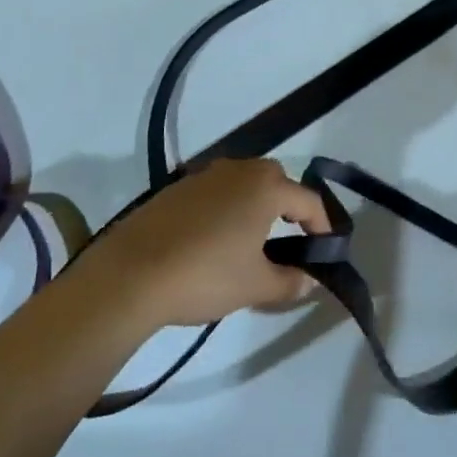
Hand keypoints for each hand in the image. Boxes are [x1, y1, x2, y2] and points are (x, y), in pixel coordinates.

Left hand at [91, 156, 329, 327]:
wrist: (130, 274)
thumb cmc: (205, 275)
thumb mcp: (255, 286)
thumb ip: (290, 281)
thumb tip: (310, 280)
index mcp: (266, 187)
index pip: (309, 200)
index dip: (322, 225)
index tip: (326, 248)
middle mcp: (240, 170)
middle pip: (277, 182)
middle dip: (290, 207)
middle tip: (292, 238)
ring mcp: (205, 175)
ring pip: (244, 184)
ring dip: (256, 205)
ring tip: (253, 240)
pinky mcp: (177, 187)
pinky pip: (216, 192)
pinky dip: (226, 209)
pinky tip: (215, 240)